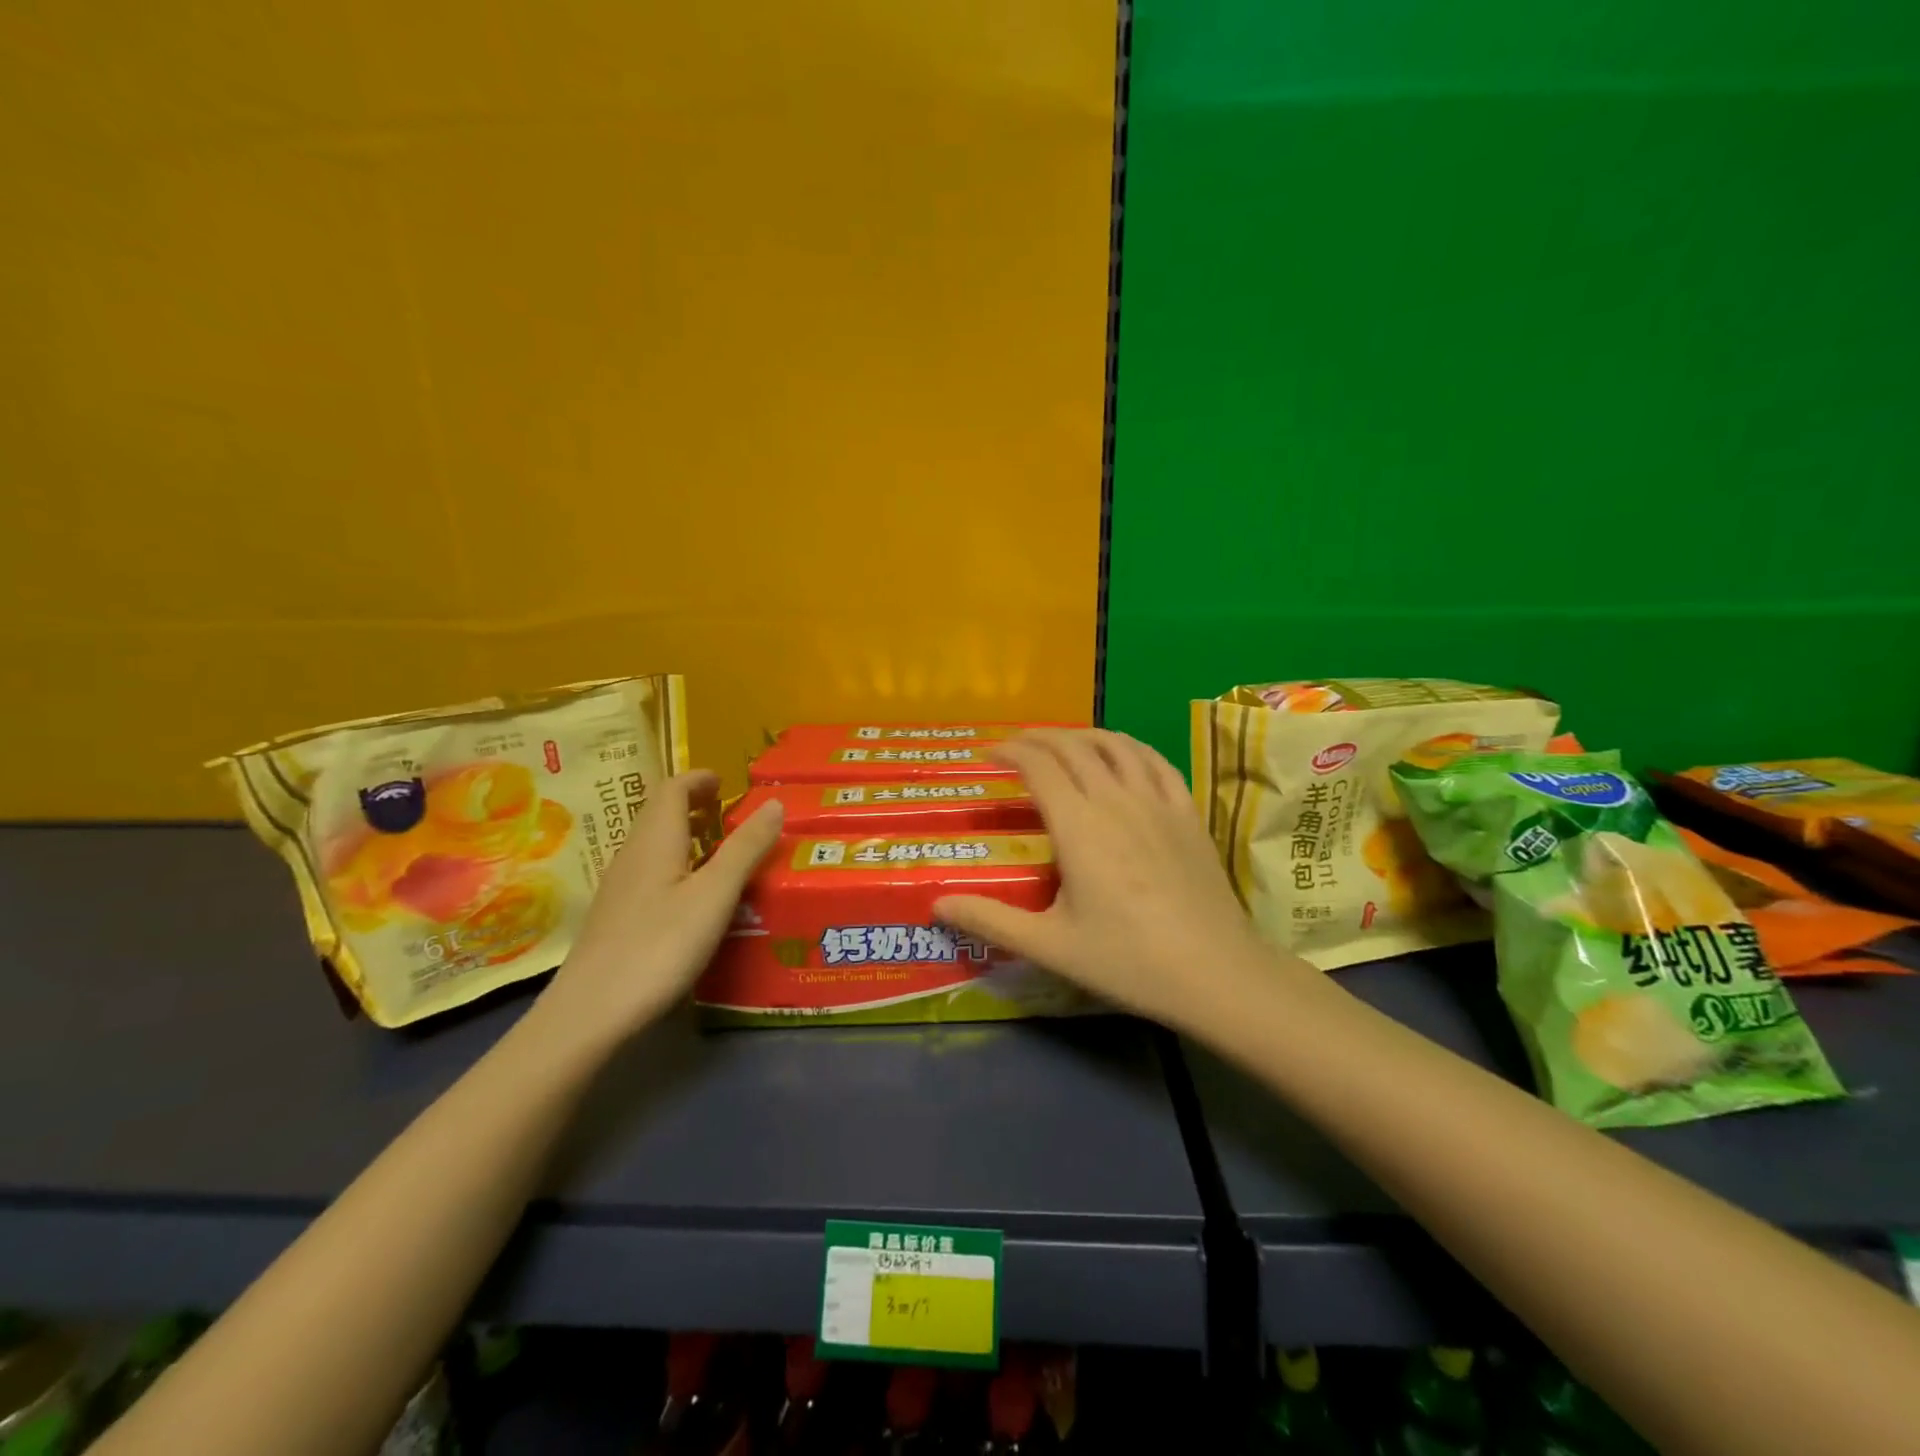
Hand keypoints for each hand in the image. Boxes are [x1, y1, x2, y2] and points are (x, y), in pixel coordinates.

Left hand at [535, 771, 782, 1047]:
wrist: (591, 1013)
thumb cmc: (659, 945)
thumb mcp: (715, 894)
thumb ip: (745, 848)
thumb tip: (774, 803)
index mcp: (655, 840)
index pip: (672, 790)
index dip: (699, 780)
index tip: (726, 782)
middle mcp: (632, 855)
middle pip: (659, 814)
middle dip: (693, 804)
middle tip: (729, 811)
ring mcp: (619, 888)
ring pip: (654, 845)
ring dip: (685, 835)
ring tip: (720, 850)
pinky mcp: (616, 918)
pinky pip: (649, 872)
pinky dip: (676, 865)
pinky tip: (693, 896)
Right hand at [934, 730, 1286, 1031]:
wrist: (1216, 972)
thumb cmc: (1128, 960)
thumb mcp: (1050, 946)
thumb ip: (991, 919)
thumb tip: (936, 904)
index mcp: (1078, 825)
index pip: (1037, 766)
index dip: (1009, 752)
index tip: (988, 754)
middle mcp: (1115, 799)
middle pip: (1073, 747)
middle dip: (1038, 737)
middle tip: (1015, 745)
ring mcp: (1157, 801)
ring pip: (1115, 745)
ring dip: (1082, 734)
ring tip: (1062, 741)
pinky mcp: (1187, 812)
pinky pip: (1155, 760)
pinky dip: (1129, 746)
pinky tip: (1122, 753)